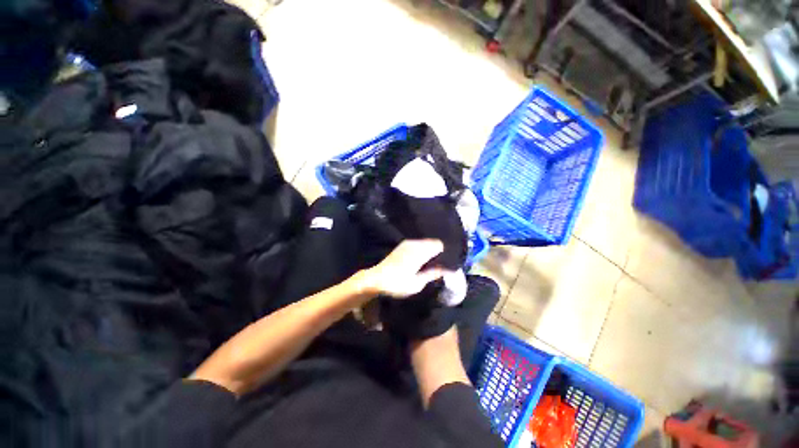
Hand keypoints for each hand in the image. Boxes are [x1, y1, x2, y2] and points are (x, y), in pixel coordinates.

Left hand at [363, 239, 446, 297]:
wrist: (376, 279)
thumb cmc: (397, 283)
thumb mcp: (417, 283)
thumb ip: (432, 274)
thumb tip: (447, 270)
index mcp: (419, 252)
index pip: (439, 245)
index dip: (445, 252)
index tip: (448, 261)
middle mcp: (414, 244)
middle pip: (433, 242)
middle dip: (439, 251)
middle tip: (442, 263)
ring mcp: (408, 243)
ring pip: (426, 242)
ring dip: (431, 249)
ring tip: (433, 262)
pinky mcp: (403, 245)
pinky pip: (419, 243)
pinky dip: (423, 249)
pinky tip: (423, 259)